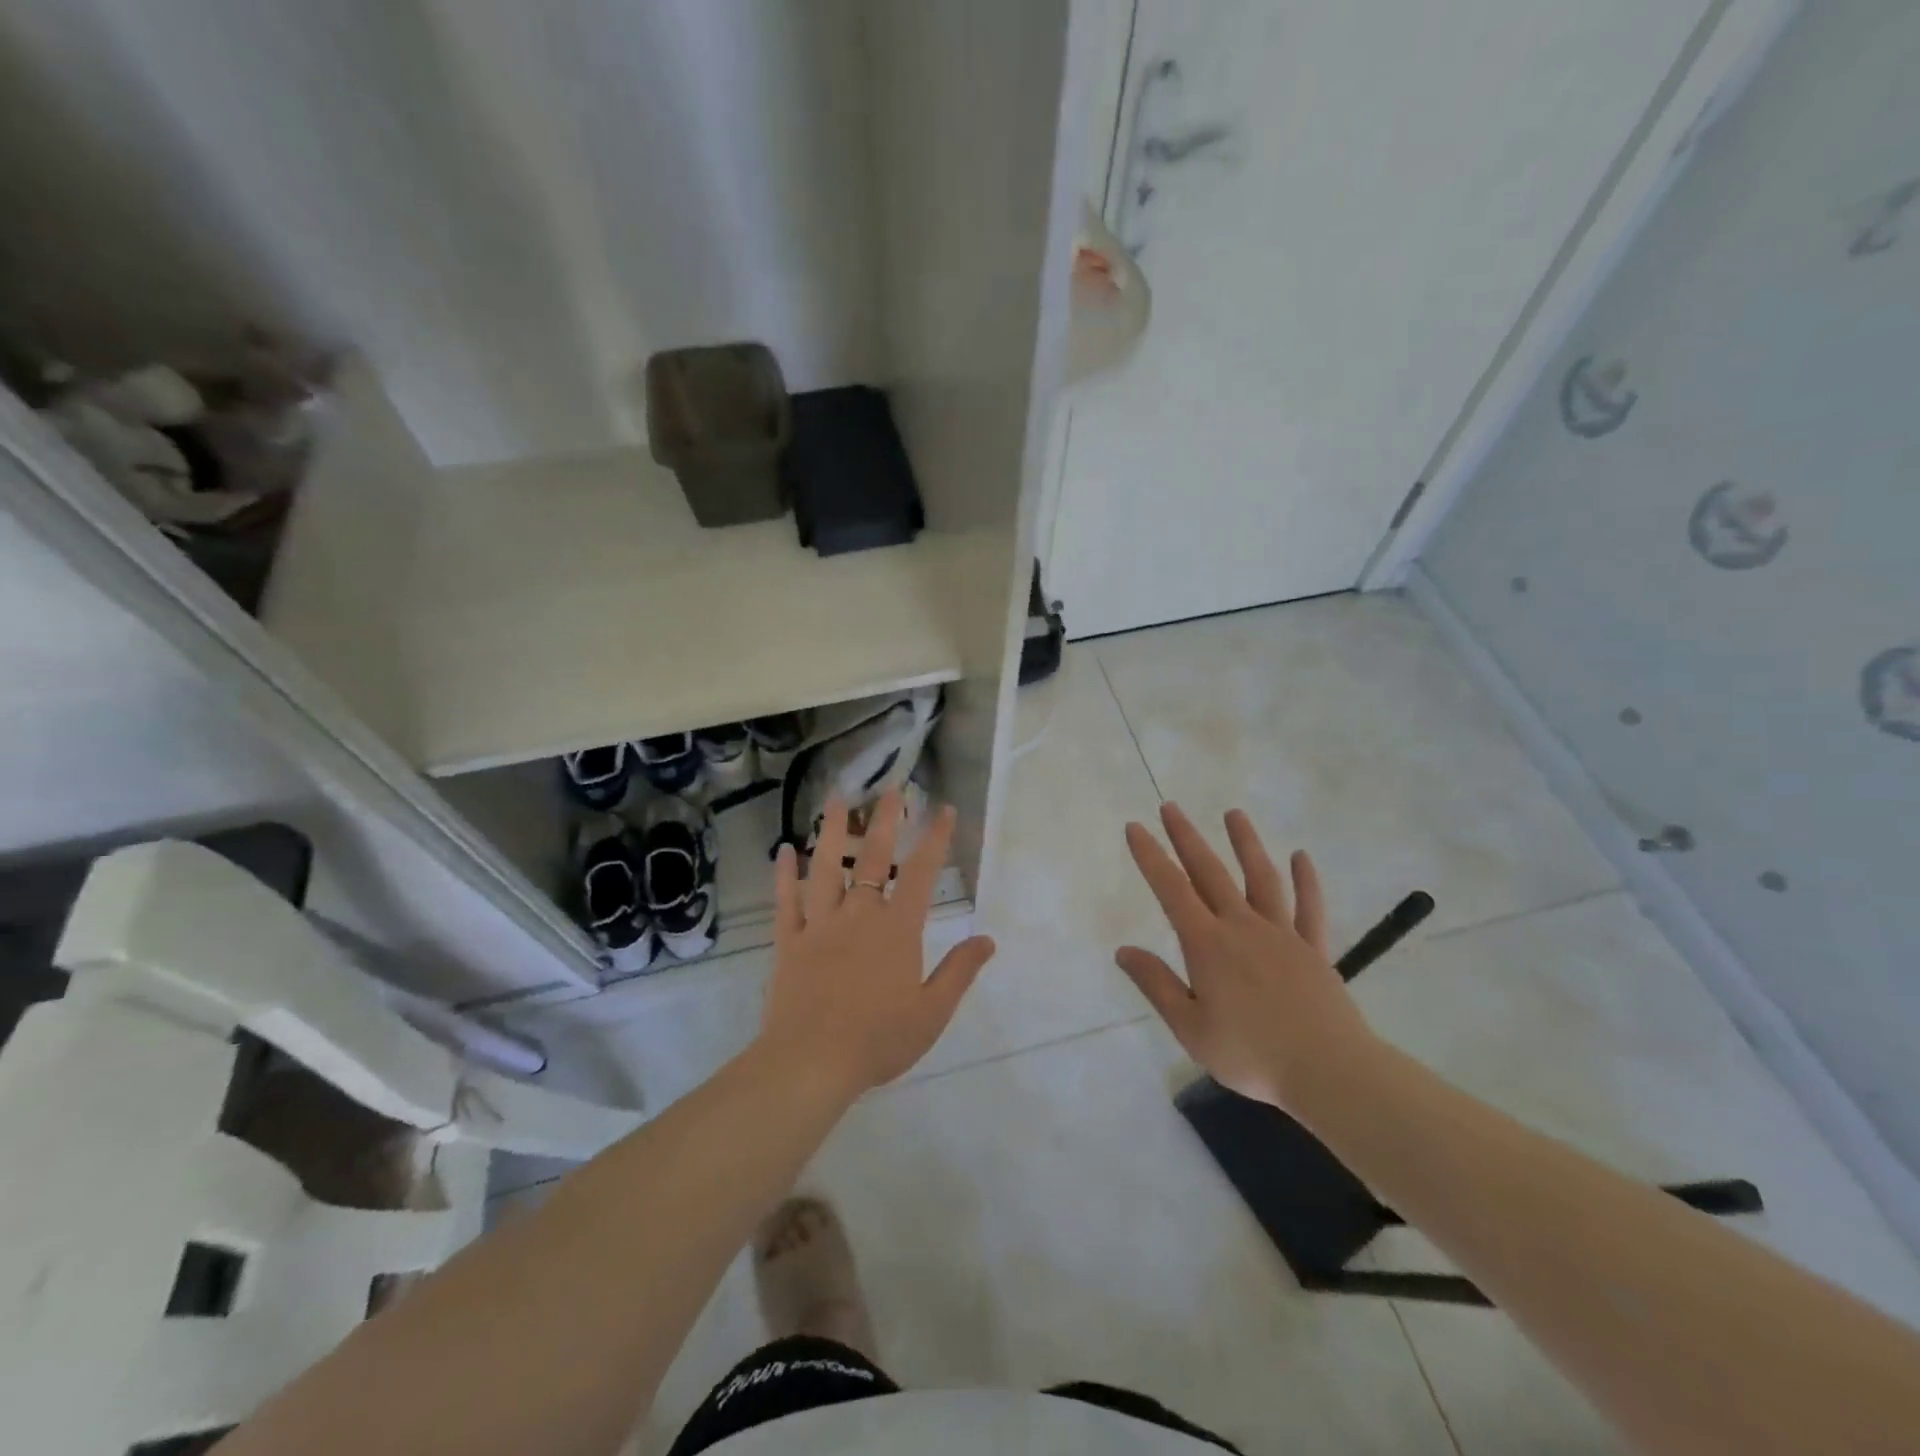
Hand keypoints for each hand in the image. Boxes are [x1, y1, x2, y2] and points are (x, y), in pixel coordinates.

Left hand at [758, 789, 996, 1097]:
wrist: (811, 1063)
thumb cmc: (878, 1039)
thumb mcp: (932, 1012)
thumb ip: (959, 971)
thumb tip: (988, 939)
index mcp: (896, 929)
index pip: (921, 873)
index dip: (934, 838)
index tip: (943, 809)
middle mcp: (859, 915)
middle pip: (872, 856)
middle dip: (884, 819)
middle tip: (890, 787)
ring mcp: (820, 925)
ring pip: (826, 867)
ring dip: (831, 830)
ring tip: (836, 797)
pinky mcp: (789, 942)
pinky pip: (786, 902)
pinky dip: (784, 875)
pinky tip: (783, 850)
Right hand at [1117, 803, 1379, 1114]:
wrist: (1328, 1073)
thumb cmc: (1251, 1055)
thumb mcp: (1190, 1028)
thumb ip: (1157, 984)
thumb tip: (1123, 951)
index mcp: (1207, 945)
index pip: (1171, 890)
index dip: (1151, 857)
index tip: (1136, 827)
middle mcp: (1242, 927)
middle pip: (1210, 872)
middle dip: (1187, 838)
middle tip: (1171, 807)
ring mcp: (1282, 934)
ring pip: (1260, 878)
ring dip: (1245, 843)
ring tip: (1233, 814)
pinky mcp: (1313, 949)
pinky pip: (1309, 907)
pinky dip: (1305, 880)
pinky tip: (1301, 856)